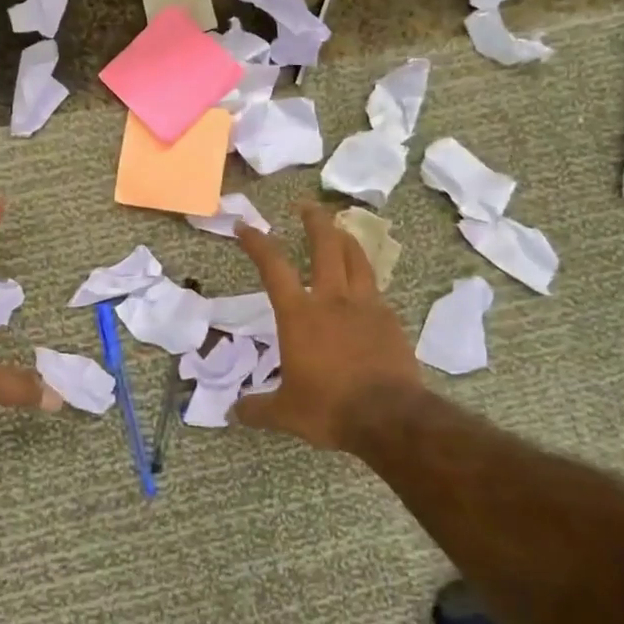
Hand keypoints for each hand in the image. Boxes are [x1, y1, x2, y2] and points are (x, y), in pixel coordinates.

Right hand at [231, 203, 423, 450]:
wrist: (389, 417)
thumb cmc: (329, 408)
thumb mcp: (285, 412)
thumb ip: (257, 408)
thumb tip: (232, 412)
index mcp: (299, 315)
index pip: (273, 266)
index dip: (257, 242)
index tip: (246, 226)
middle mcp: (332, 300)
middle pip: (325, 245)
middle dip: (314, 220)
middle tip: (306, 206)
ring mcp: (366, 306)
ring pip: (357, 258)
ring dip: (345, 239)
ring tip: (339, 230)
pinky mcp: (390, 320)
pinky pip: (376, 288)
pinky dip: (365, 278)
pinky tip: (363, 286)